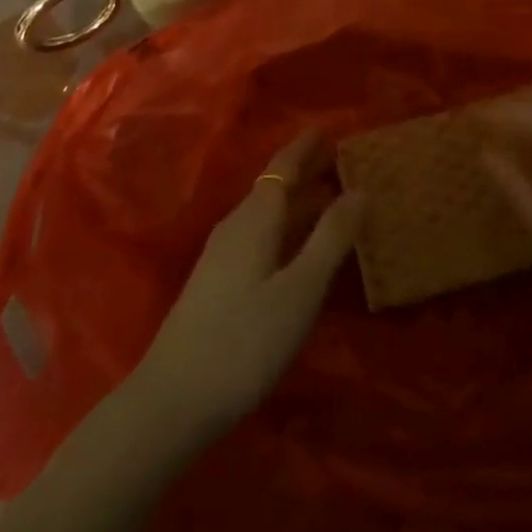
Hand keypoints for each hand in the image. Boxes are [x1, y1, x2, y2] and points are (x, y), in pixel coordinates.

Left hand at [131, 129, 362, 438]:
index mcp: (256, 217)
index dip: (307, 147)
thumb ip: (331, 238)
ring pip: (266, 213)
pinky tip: (295, 248)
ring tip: (328, 199)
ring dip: (296, 201)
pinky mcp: (216, 282)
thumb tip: (361, 189)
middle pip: (274, 186)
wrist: (171, 401)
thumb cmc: (244, 341)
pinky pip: (258, 234)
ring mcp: (221, 255)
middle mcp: (236, 225)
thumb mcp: (300, 290)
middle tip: (340, 161)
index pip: (284, 166)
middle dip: (306, 171)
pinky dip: (284, 227)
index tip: (330, 129)